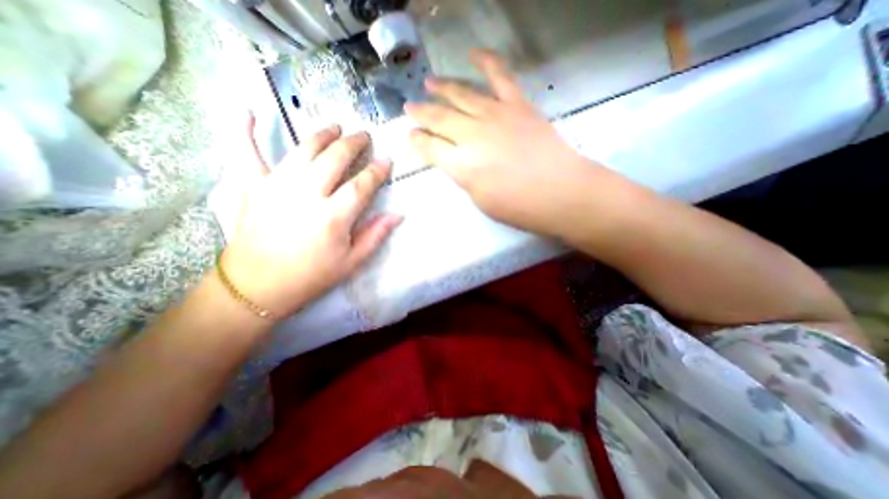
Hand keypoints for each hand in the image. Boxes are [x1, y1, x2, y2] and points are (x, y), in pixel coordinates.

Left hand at [219, 119, 401, 317]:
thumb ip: (375, 236)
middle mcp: (307, 194)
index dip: (377, 171)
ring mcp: (278, 185)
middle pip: (335, 158)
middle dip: (354, 143)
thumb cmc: (311, 276)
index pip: (362, 185)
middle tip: (364, 136)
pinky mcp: (253, 186)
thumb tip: (398, 215)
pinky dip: (245, 130)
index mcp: (333, 217)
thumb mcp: (351, 263)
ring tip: (335, 127)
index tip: (386, 161)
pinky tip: (247, 110)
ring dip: (323, 135)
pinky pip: (246, 152)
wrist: (258, 286)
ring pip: (304, 149)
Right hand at [405, 48, 600, 234]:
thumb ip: (464, 176)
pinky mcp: (517, 105)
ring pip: (461, 95)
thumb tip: (454, 160)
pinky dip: (486, 61)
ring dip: (442, 88)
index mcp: (461, 164)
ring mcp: (495, 115)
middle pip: (440, 118)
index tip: (411, 135)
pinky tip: (473, 54)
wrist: (559, 192)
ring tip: (429, 82)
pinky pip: (499, 76)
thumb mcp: (479, 199)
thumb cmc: (517, 206)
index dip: (418, 140)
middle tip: (410, 106)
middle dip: (421, 112)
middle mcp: (472, 135)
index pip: (430, 147)